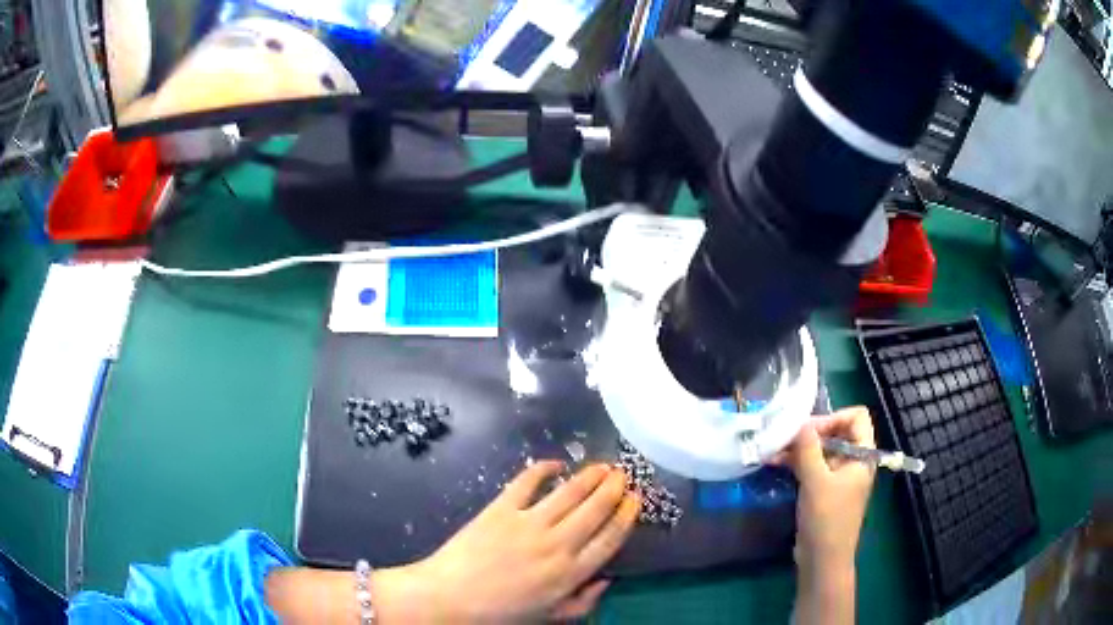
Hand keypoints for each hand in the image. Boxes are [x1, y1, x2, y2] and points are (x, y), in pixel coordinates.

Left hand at [372, 462, 639, 622]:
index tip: (635, 500)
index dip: (626, 516)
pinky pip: (528, 482)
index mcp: (570, 573)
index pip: (610, 539)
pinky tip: (556, 463)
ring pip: (569, 493)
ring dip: (590, 476)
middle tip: (623, 475)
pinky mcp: (501, 508)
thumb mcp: (549, 616)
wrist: (450, 596)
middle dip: (614, 489)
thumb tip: (607, 580)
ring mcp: (528, 523)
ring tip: (602, 466)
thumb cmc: (500, 611)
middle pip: (595, 510)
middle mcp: (557, 544)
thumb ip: (583, 602)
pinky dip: (544, 469)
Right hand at [779, 407, 876, 574]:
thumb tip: (798, 421)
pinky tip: (775, 462)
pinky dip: (797, 462)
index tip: (808, 430)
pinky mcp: (824, 489)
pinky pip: (813, 466)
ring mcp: (839, 476)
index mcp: (863, 455)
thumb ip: (808, 449)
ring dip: (799, 448)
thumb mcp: (816, 481)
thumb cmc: (826, 519)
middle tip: (785, 437)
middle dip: (811, 432)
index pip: (856, 417)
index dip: (834, 417)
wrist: (822, 560)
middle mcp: (854, 461)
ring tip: (773, 449)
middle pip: (837, 431)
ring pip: (822, 449)